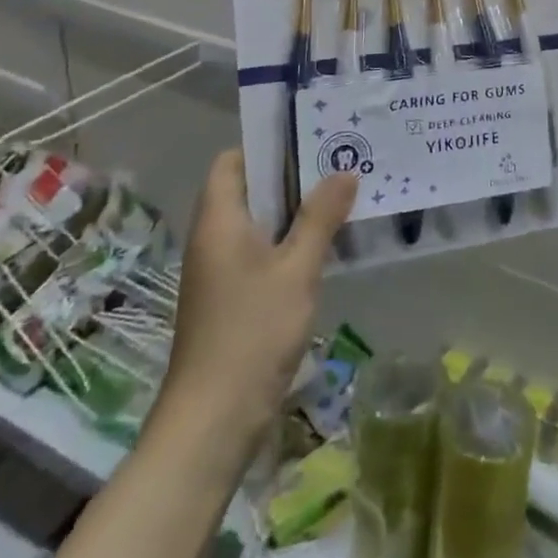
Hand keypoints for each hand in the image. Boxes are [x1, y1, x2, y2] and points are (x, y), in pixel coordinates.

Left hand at [156, 150, 356, 443]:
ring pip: (258, 221)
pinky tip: (326, 243)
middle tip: (340, 160)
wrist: (213, 421)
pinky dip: (290, 239)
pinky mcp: (231, 297)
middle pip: (248, 188)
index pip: (232, 161)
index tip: (311, 136)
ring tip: (342, 194)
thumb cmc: (252, 333)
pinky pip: (261, 250)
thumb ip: (320, 217)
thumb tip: (345, 170)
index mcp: (219, 221)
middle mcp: (213, 238)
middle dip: (292, 174)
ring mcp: (220, 270)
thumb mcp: (296, 269)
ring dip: (295, 208)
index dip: (266, 145)